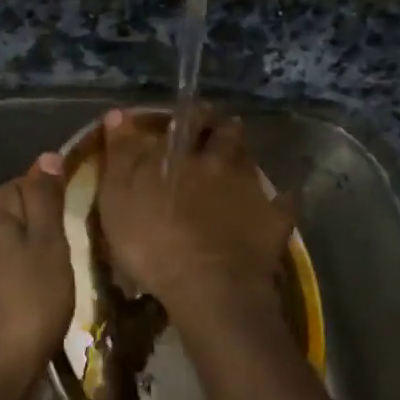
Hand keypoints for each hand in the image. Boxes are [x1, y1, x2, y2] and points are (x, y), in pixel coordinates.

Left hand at [0, 152, 72, 399]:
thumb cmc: (29, 300)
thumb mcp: (49, 243)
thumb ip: (46, 197)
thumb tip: (48, 157)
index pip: (29, 184)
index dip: (57, 206)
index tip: (77, 230)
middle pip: (19, 212)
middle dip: (47, 230)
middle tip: (72, 257)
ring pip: (13, 241)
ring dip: (37, 254)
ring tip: (59, 279)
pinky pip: (3, 265)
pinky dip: (22, 274)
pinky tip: (40, 295)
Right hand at [97, 106, 295, 323]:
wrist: (208, 286)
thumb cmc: (152, 242)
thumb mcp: (117, 199)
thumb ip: (120, 155)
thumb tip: (118, 113)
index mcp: (183, 155)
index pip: (190, 119)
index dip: (191, 113)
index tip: (191, 113)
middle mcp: (221, 163)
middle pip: (228, 135)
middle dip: (224, 129)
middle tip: (218, 133)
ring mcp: (251, 191)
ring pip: (251, 162)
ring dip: (245, 159)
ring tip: (238, 164)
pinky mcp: (274, 222)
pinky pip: (283, 204)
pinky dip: (279, 200)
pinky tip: (278, 202)